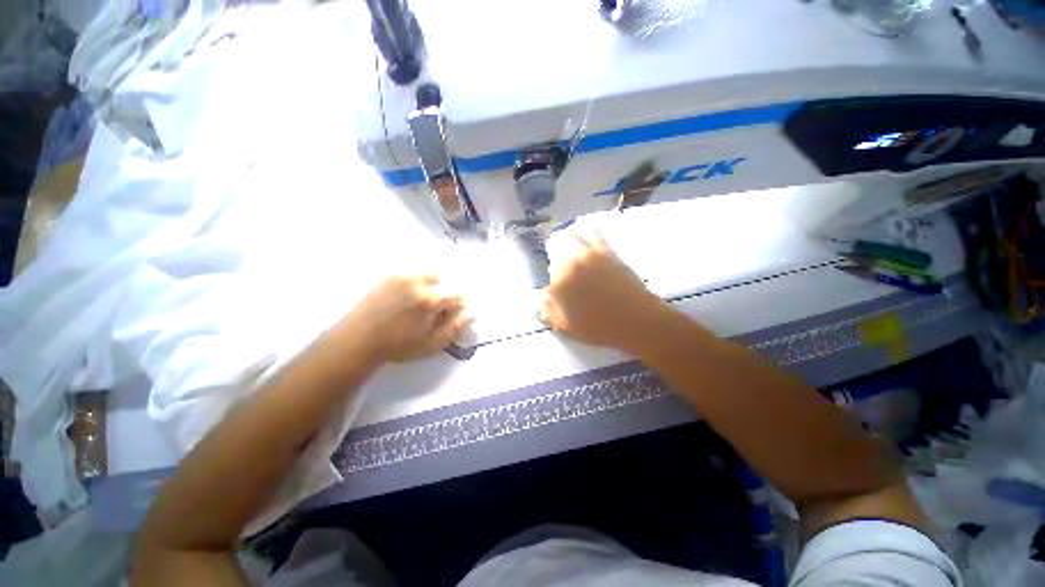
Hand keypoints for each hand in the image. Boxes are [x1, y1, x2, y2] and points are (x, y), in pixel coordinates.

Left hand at [342, 273, 469, 362]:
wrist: (357, 341)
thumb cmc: (398, 346)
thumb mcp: (431, 344)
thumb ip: (454, 328)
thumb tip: (471, 313)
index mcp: (430, 300)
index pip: (457, 295)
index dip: (459, 304)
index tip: (453, 313)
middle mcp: (417, 282)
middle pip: (441, 279)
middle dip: (443, 292)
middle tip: (434, 309)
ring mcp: (400, 276)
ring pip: (425, 274)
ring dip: (429, 285)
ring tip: (419, 302)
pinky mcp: (387, 276)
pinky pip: (409, 274)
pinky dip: (414, 283)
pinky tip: (405, 299)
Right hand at [540, 233, 667, 350]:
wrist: (637, 320)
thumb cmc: (599, 327)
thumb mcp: (567, 328)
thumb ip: (548, 313)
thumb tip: (539, 301)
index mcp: (559, 283)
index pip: (547, 281)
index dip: (550, 290)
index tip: (554, 297)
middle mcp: (571, 264)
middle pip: (555, 254)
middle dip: (554, 260)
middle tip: (560, 271)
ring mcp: (590, 256)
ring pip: (572, 239)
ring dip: (566, 241)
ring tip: (567, 244)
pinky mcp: (607, 252)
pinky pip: (595, 236)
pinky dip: (589, 232)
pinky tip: (589, 230)